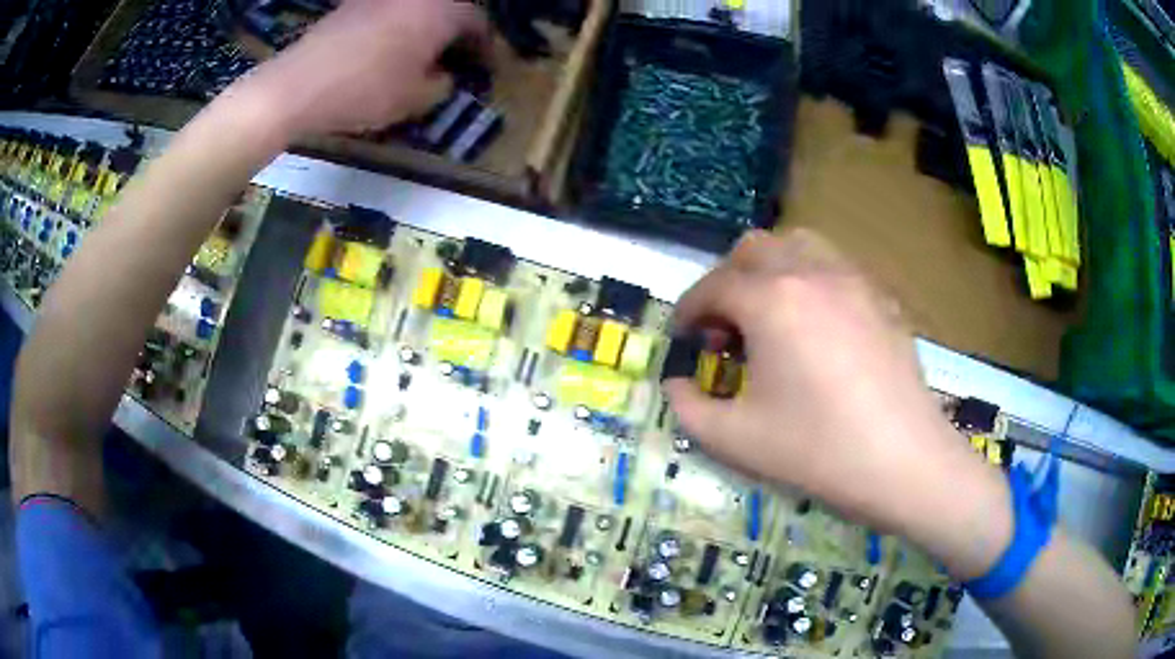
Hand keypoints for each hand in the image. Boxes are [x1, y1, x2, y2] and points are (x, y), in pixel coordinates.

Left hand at [242, 0, 487, 136]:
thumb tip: (445, 77)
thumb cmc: (365, 90)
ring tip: (421, 54)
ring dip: (426, 28)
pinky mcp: (353, 5)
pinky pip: (389, 11)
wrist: (298, 85)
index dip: (486, 47)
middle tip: (455, 59)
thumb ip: (442, 86)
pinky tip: (388, 49)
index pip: (478, 22)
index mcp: (442, 10)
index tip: (486, 67)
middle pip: (448, 9)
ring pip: (417, 9)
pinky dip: (398, 26)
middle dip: (456, 33)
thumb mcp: (416, 99)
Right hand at [665, 229, 1011, 577]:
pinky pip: (837, 269)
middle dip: (728, 281)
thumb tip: (676, 385)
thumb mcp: (734, 439)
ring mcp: (853, 281)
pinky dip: (813, 283)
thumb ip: (687, 408)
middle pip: (754, 249)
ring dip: (772, 270)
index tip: (683, 337)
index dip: (688, 310)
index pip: (713, 286)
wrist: (902, 461)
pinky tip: (820, 329)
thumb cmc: (816, 450)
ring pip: (800, 245)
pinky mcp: (883, 298)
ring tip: (772, 316)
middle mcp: (811, 273)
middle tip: (727, 327)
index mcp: (771, 300)